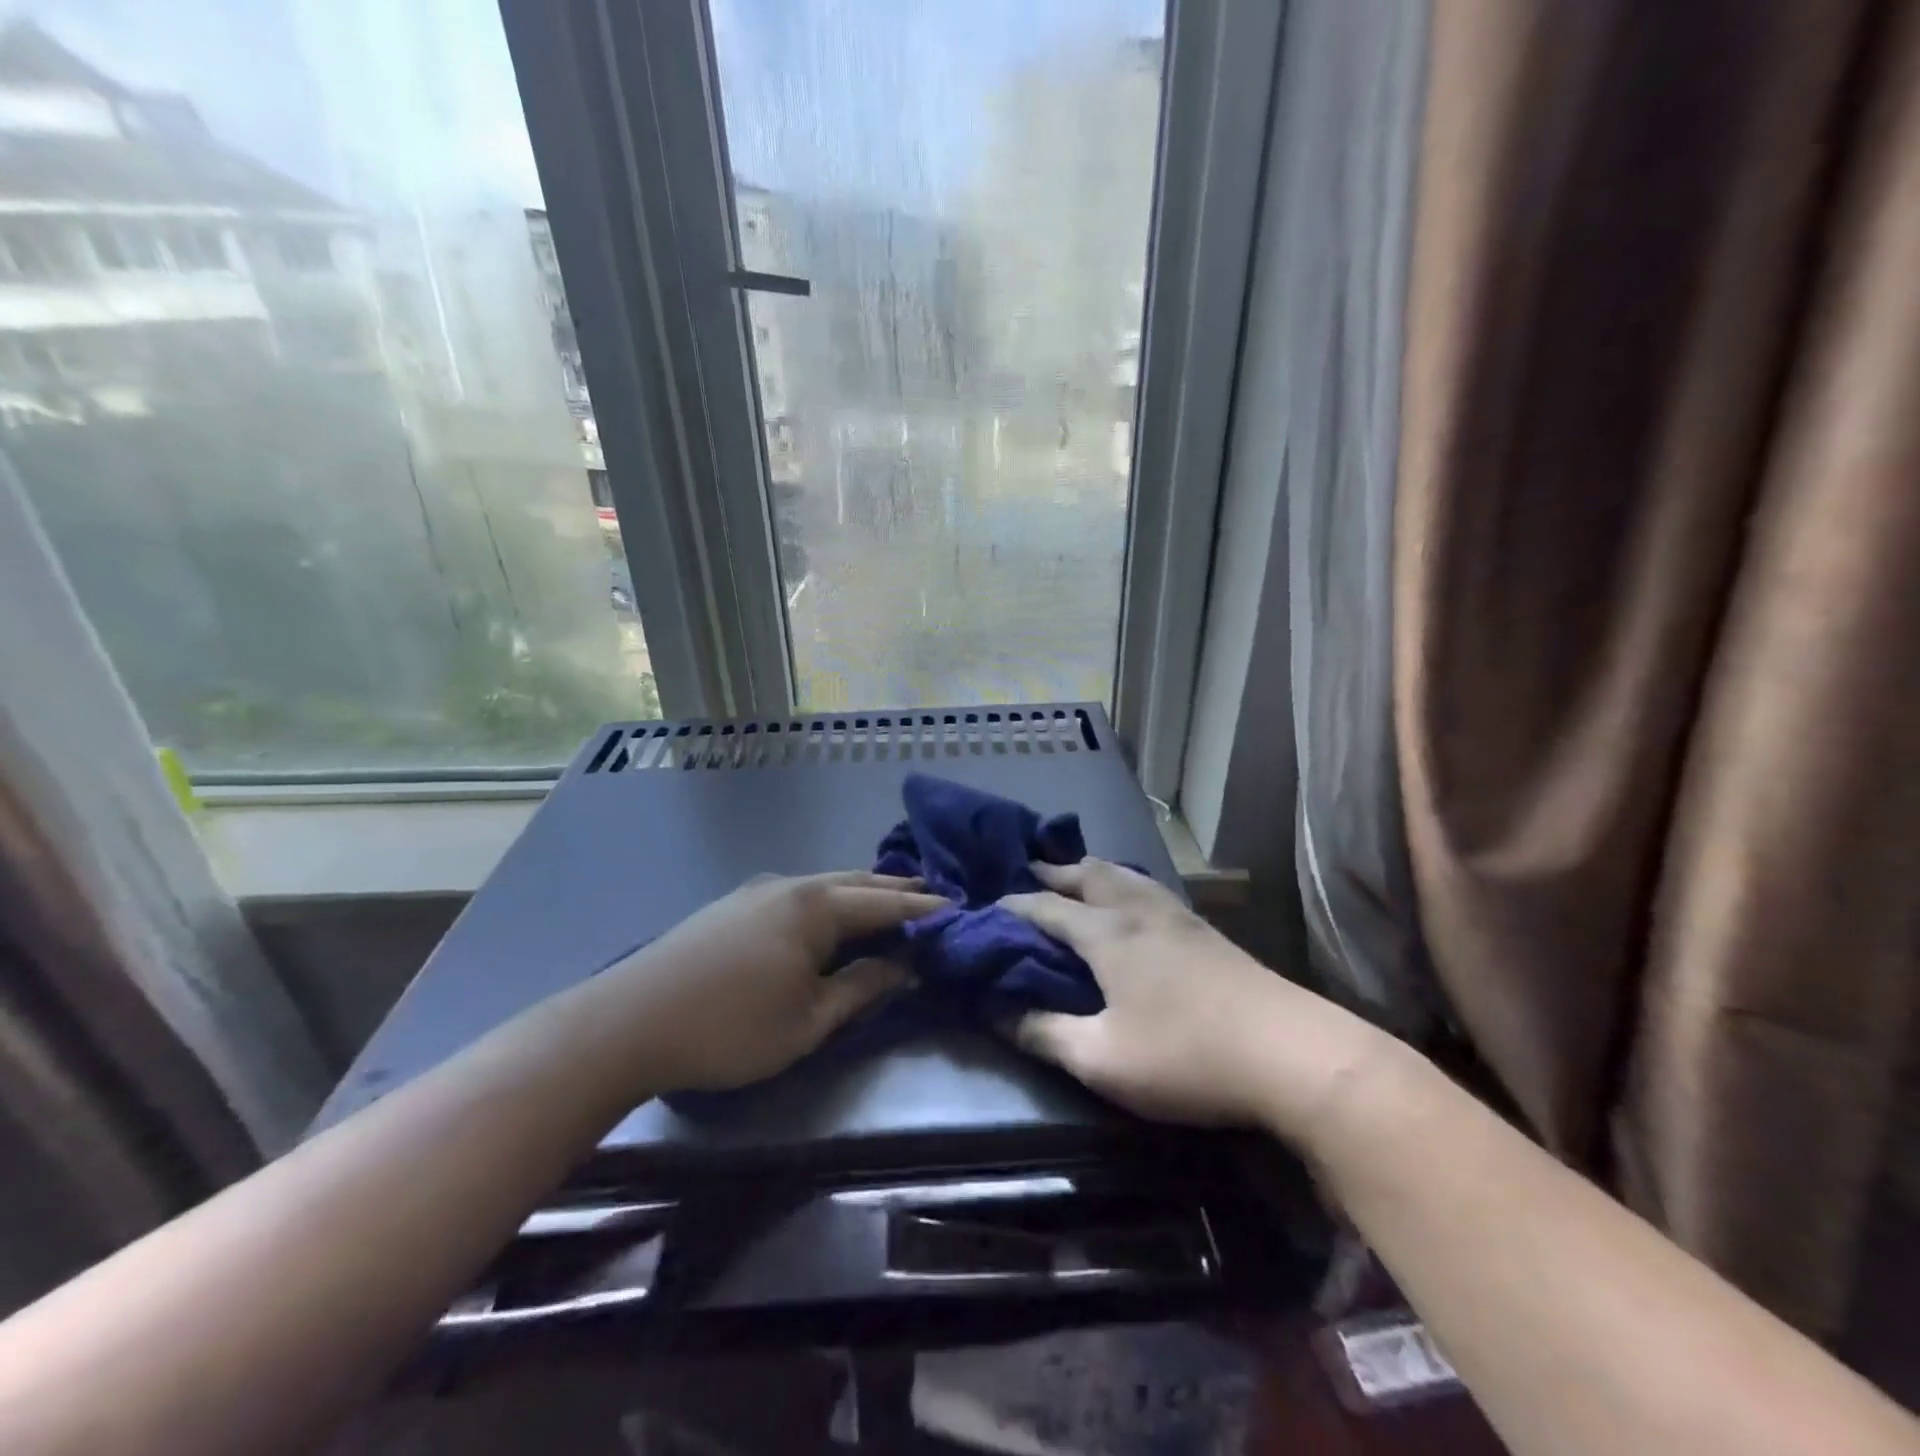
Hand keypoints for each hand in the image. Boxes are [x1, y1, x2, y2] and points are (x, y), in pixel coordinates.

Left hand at [602, 871, 946, 1091]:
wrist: (628, 1022)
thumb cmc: (730, 1027)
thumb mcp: (809, 1020)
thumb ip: (862, 987)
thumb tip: (905, 965)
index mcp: (817, 906)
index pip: (886, 902)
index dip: (923, 908)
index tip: (957, 908)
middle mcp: (792, 885)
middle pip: (857, 881)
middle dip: (896, 888)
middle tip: (931, 894)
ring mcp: (758, 891)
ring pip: (825, 884)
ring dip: (861, 892)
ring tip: (888, 901)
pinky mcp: (733, 905)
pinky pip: (799, 893)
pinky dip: (830, 899)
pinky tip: (828, 915)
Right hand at [1002, 859, 1384, 1138]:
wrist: (1291, 1053)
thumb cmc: (1185, 1055)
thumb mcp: (1101, 1060)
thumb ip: (1044, 1034)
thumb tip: (997, 1013)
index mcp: (1106, 933)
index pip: (1046, 906)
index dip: (1013, 906)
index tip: (986, 909)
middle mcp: (1138, 910)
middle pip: (1088, 873)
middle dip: (1054, 871)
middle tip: (1029, 873)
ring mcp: (1177, 915)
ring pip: (1124, 875)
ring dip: (1091, 870)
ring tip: (1077, 876)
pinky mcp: (1206, 930)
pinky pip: (1149, 889)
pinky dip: (1124, 884)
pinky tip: (1133, 903)